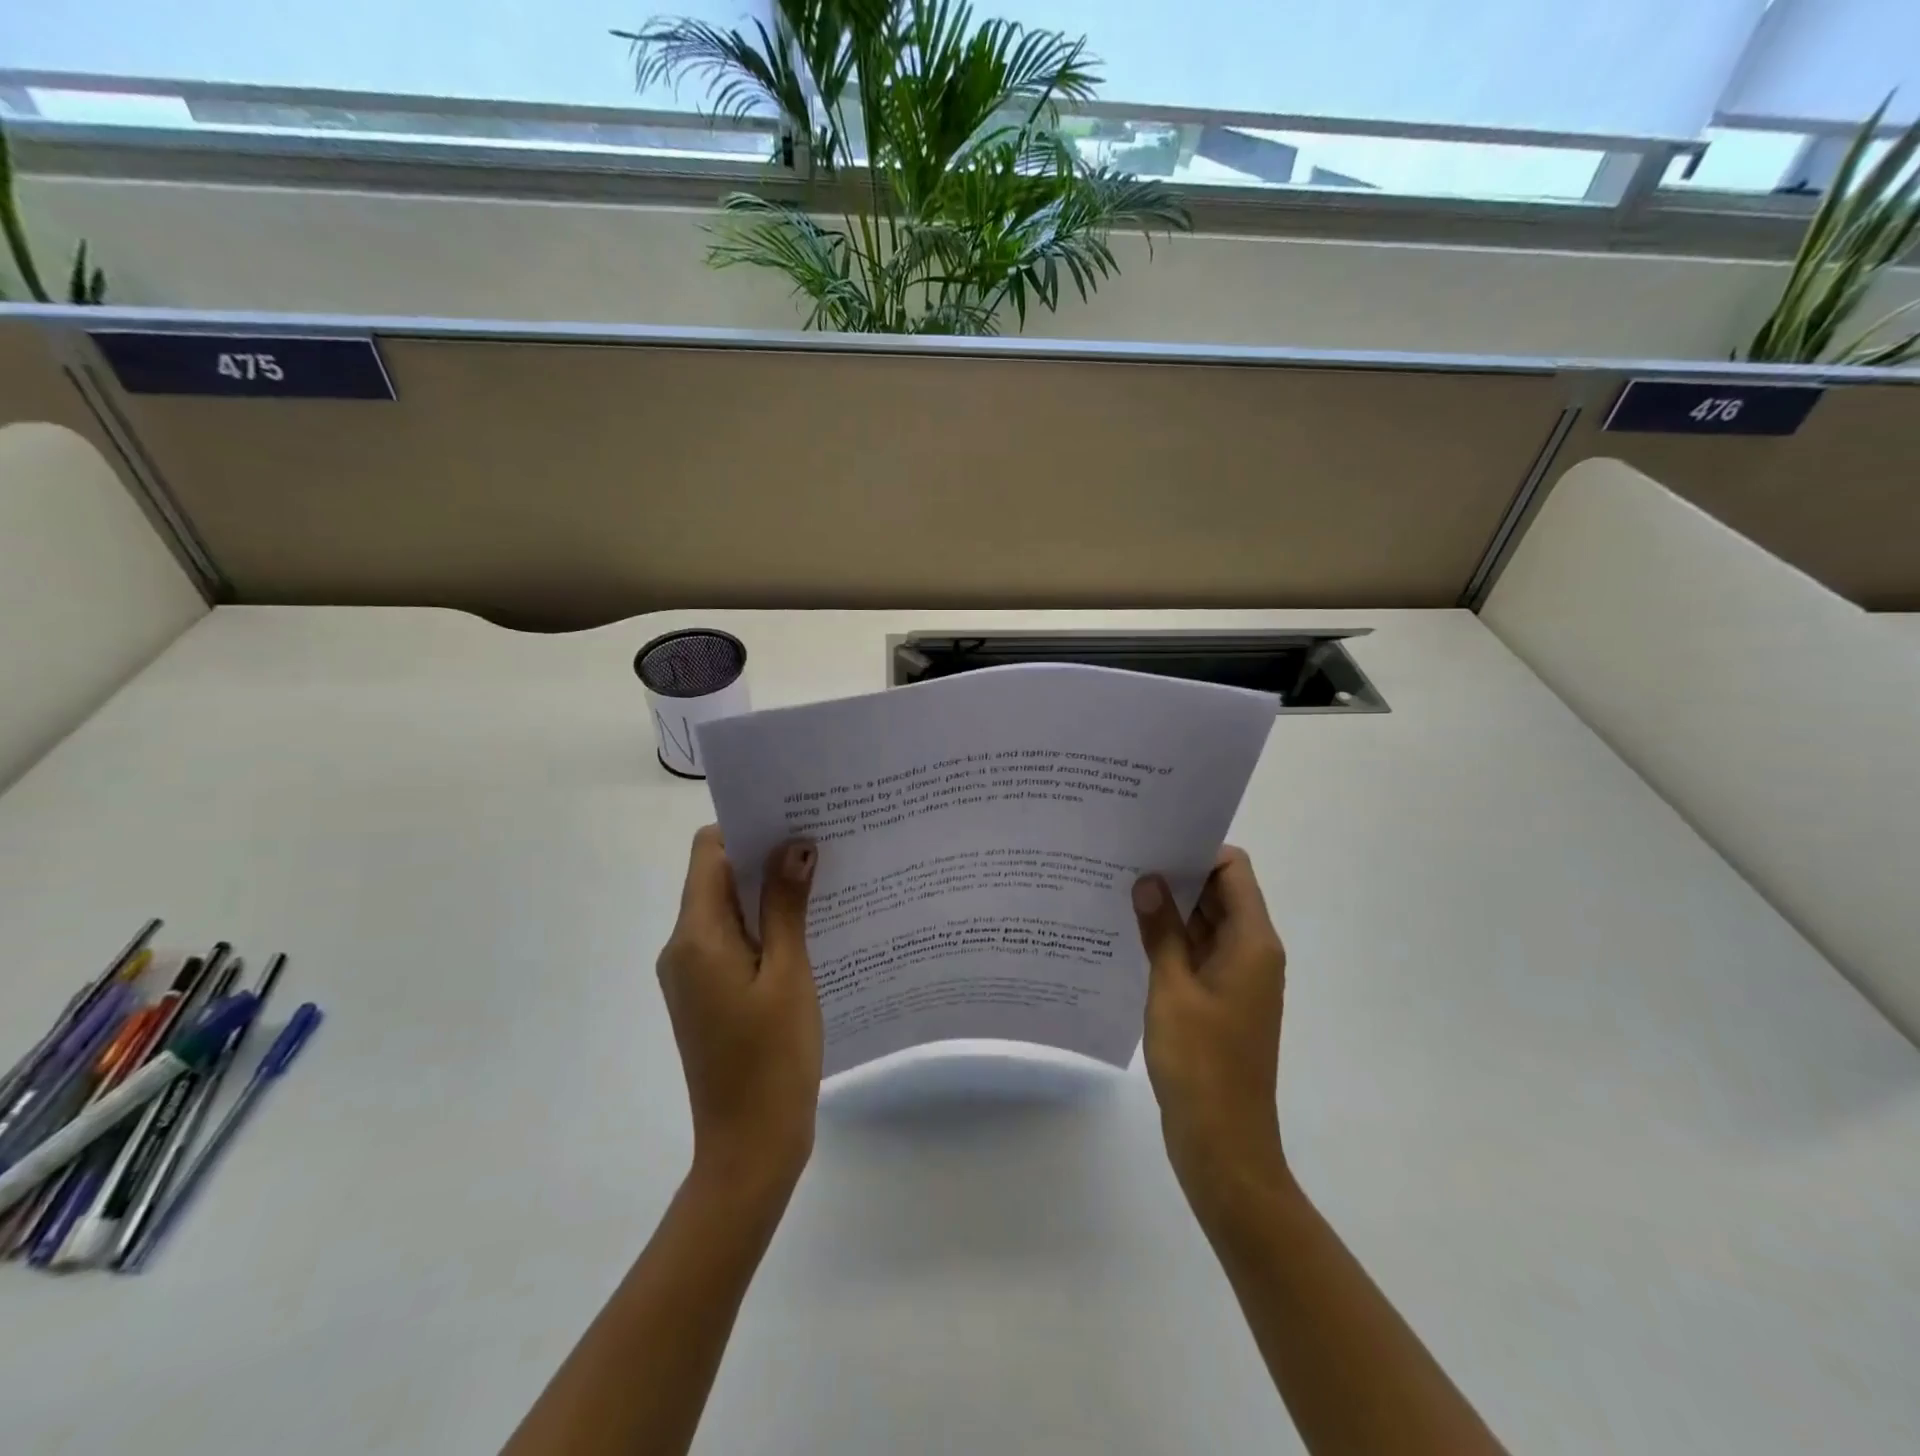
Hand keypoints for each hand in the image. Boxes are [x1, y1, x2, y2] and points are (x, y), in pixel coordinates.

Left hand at [657, 826, 821, 1199]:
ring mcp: (691, 974)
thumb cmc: (772, 1058)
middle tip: (820, 842)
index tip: (794, 818)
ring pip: (726, 909)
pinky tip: (807, 927)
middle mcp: (682, 948)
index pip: (709, 852)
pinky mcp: (706, 994)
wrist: (749, 1147)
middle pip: (715, 877)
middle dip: (763, 855)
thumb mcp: (789, 974)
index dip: (747, 828)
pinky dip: (763, 924)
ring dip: (766, 891)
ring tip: (822, 878)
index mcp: (696, 937)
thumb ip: (786, 906)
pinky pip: (731, 940)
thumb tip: (794, 844)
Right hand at [1133, 847, 1290, 1216]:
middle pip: (1219, 894)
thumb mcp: (1172, 989)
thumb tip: (1148, 879)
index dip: (1197, 850)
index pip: (1233, 871)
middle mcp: (1251, 953)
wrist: (1224, 1145)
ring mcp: (1236, 979)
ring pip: (1205, 924)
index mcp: (1252, 943)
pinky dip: (1170, 940)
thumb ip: (1162, 931)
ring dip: (1170, 909)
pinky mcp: (1218, 1001)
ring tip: (1118, 888)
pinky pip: (1196, 954)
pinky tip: (1129, 934)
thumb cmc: (1202, 1063)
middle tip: (1124, 858)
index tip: (1152, 841)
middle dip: (1176, 874)